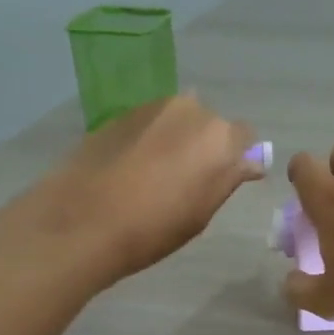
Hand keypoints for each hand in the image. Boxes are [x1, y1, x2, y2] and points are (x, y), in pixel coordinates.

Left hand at [0, 94, 261, 287]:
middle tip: (189, 182)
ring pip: (178, 121)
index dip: (236, 159)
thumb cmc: (154, 227)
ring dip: (177, 141)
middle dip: (206, 147)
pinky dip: (150, 140)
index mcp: (220, 137)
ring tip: (158, 176)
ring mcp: (153, 107)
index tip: (225, 181)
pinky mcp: (121, 114)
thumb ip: (227, 179)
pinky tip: (133, 169)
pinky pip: (150, 125)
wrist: (85, 219)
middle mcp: (191, 110)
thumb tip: (248, 162)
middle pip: (210, 125)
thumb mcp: (202, 213)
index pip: (244, 138)